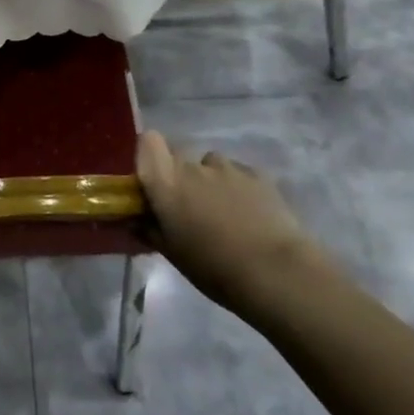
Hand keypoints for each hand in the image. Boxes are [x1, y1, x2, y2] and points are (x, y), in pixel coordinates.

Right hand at [135, 131, 333, 313]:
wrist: (277, 272)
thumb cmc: (214, 267)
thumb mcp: (173, 254)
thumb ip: (150, 230)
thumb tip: (136, 220)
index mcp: (166, 182)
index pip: (148, 141)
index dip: (148, 155)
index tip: (152, 180)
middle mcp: (194, 166)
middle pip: (179, 154)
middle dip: (179, 174)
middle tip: (187, 206)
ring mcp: (229, 168)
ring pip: (210, 164)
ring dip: (210, 181)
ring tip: (223, 213)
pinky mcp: (259, 175)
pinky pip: (238, 174)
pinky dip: (237, 188)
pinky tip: (249, 216)